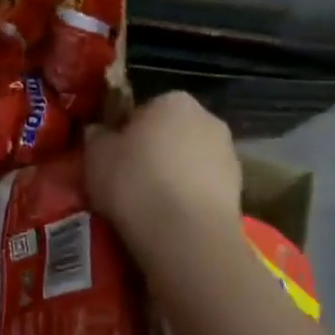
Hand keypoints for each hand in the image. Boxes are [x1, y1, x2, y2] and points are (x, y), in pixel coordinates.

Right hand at [85, 92, 242, 252]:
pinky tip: (170, 219)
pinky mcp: (239, 190)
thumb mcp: (95, 155)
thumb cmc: (135, 182)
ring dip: (172, 176)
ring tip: (148, 205)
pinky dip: (187, 198)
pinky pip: (202, 188)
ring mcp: (229, 154)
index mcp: (172, 100)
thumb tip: (99, 132)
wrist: (185, 234)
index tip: (111, 157)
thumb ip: (96, 136)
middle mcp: (207, 118)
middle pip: (170, 133)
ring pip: (189, 161)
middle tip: (126, 180)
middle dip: (152, 152)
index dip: (124, 134)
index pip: (142, 110)